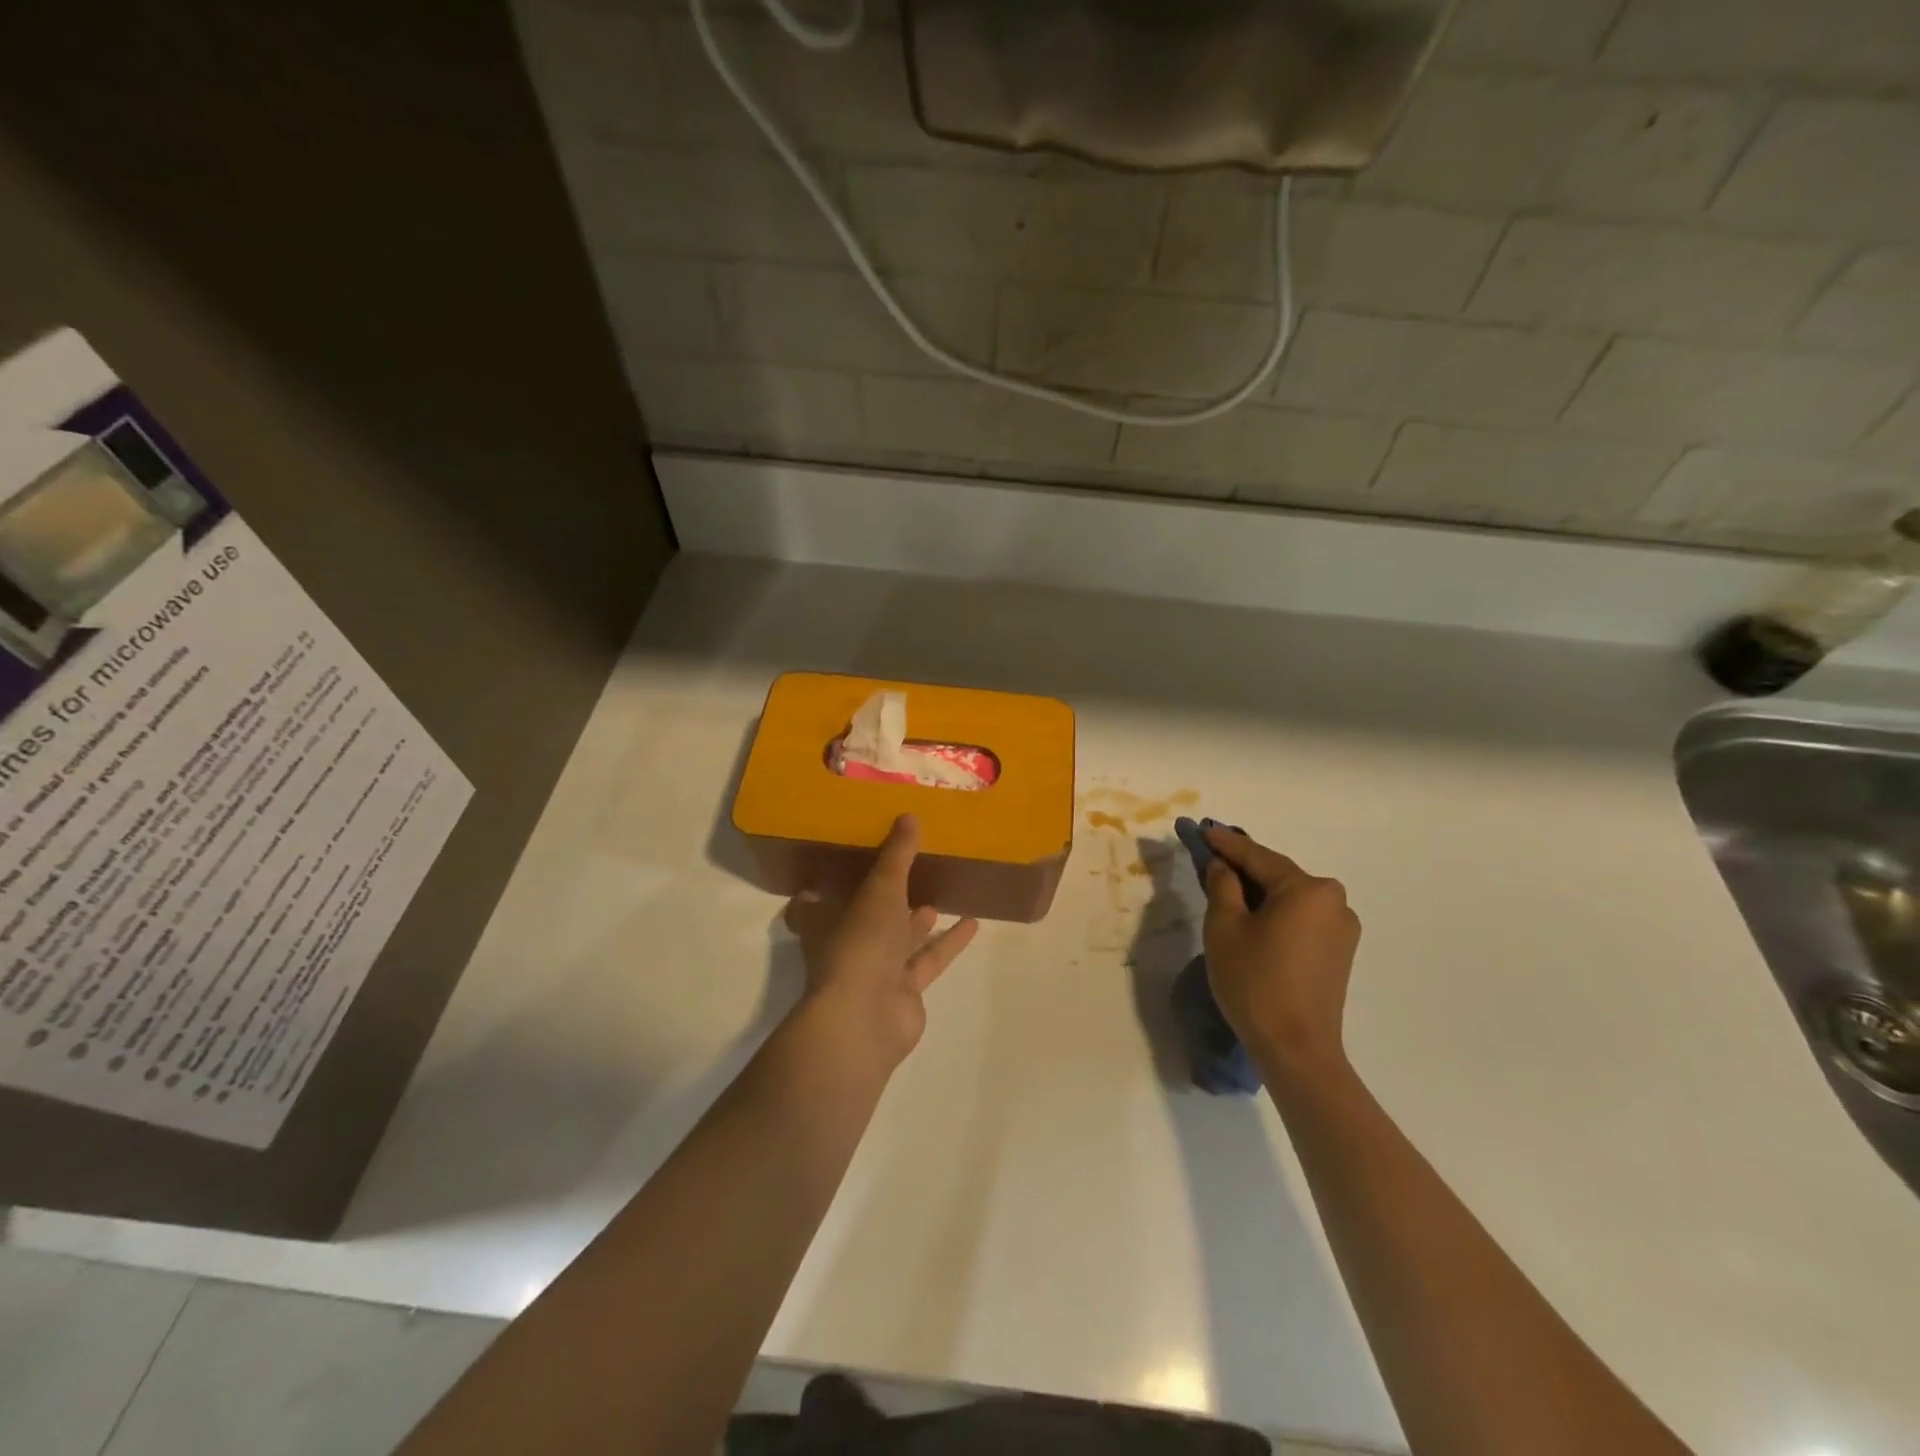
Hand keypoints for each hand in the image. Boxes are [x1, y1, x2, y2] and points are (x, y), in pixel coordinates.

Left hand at [783, 814, 979, 1067]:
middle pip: (862, 920)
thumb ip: (897, 855)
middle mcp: (847, 946)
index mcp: (825, 921)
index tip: (838, 863)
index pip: (814, 902)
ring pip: (898, 941)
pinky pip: (928, 961)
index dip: (823, 886)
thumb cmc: (860, 942)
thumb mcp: (880, 888)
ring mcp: (875, 972)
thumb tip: (909, 814)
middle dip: (881, 901)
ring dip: (917, 921)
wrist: (867, 1016)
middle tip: (904, 873)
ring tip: (939, 894)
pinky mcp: (904, 992)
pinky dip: (948, 943)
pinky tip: (972, 923)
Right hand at [1201, 826, 1359, 1081]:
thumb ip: (1222, 886)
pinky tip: (1253, 918)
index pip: (1257, 856)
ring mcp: (1342, 928)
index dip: (1226, 843)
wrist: (1297, 1049)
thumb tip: (1223, 865)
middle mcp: (1334, 901)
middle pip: (1278, 875)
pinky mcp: (1340, 952)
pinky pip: (1302, 918)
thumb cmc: (1255, 982)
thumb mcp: (1224, 927)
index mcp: (1307, 889)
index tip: (1203, 829)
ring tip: (1228, 888)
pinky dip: (1276, 912)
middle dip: (1244, 867)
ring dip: (1260, 892)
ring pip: (1290, 898)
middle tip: (1211, 858)